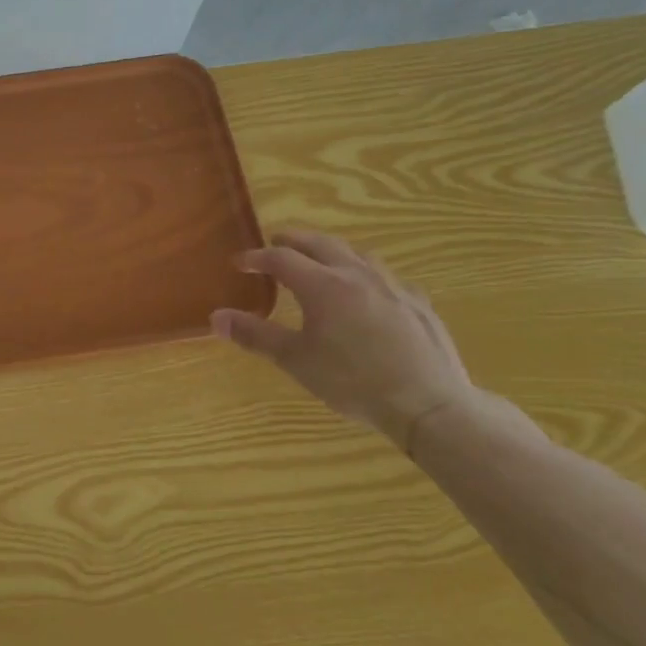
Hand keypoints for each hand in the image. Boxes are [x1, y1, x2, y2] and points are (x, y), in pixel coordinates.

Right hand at [211, 229, 477, 449]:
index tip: (240, 263)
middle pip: (320, 243)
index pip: (281, 258)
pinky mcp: (418, 303)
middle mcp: (356, 275)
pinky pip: (385, 276)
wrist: (429, 404)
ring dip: (330, 250)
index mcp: (322, 285)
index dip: (256, 258)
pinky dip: (364, 273)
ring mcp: (392, 286)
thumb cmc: (353, 381)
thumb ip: (255, 335)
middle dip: (293, 241)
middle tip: (275, 245)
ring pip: (356, 253)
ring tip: (319, 259)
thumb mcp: (296, 360)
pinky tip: (367, 291)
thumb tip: (216, 317)